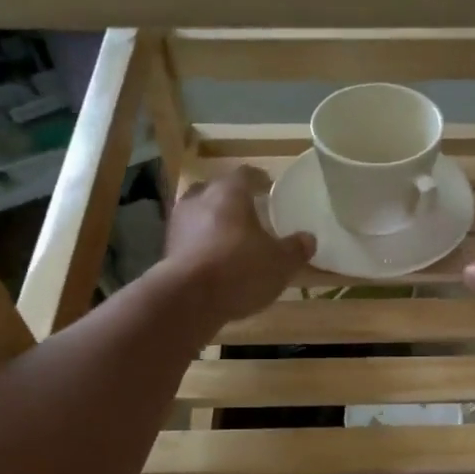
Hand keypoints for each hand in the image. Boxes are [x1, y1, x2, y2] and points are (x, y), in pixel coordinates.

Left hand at [161, 166, 315, 322]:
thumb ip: (295, 249)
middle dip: (232, 200)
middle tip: (249, 212)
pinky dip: (202, 244)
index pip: (246, 174)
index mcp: (229, 192)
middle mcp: (199, 199)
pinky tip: (214, 260)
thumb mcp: (280, 263)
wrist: (188, 299)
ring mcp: (178, 224)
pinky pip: (189, 238)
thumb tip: (308, 238)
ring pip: (199, 213)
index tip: (269, 186)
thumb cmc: (240, 270)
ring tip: (231, 238)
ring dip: (214, 222)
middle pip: (217, 190)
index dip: (259, 179)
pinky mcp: (167, 249)